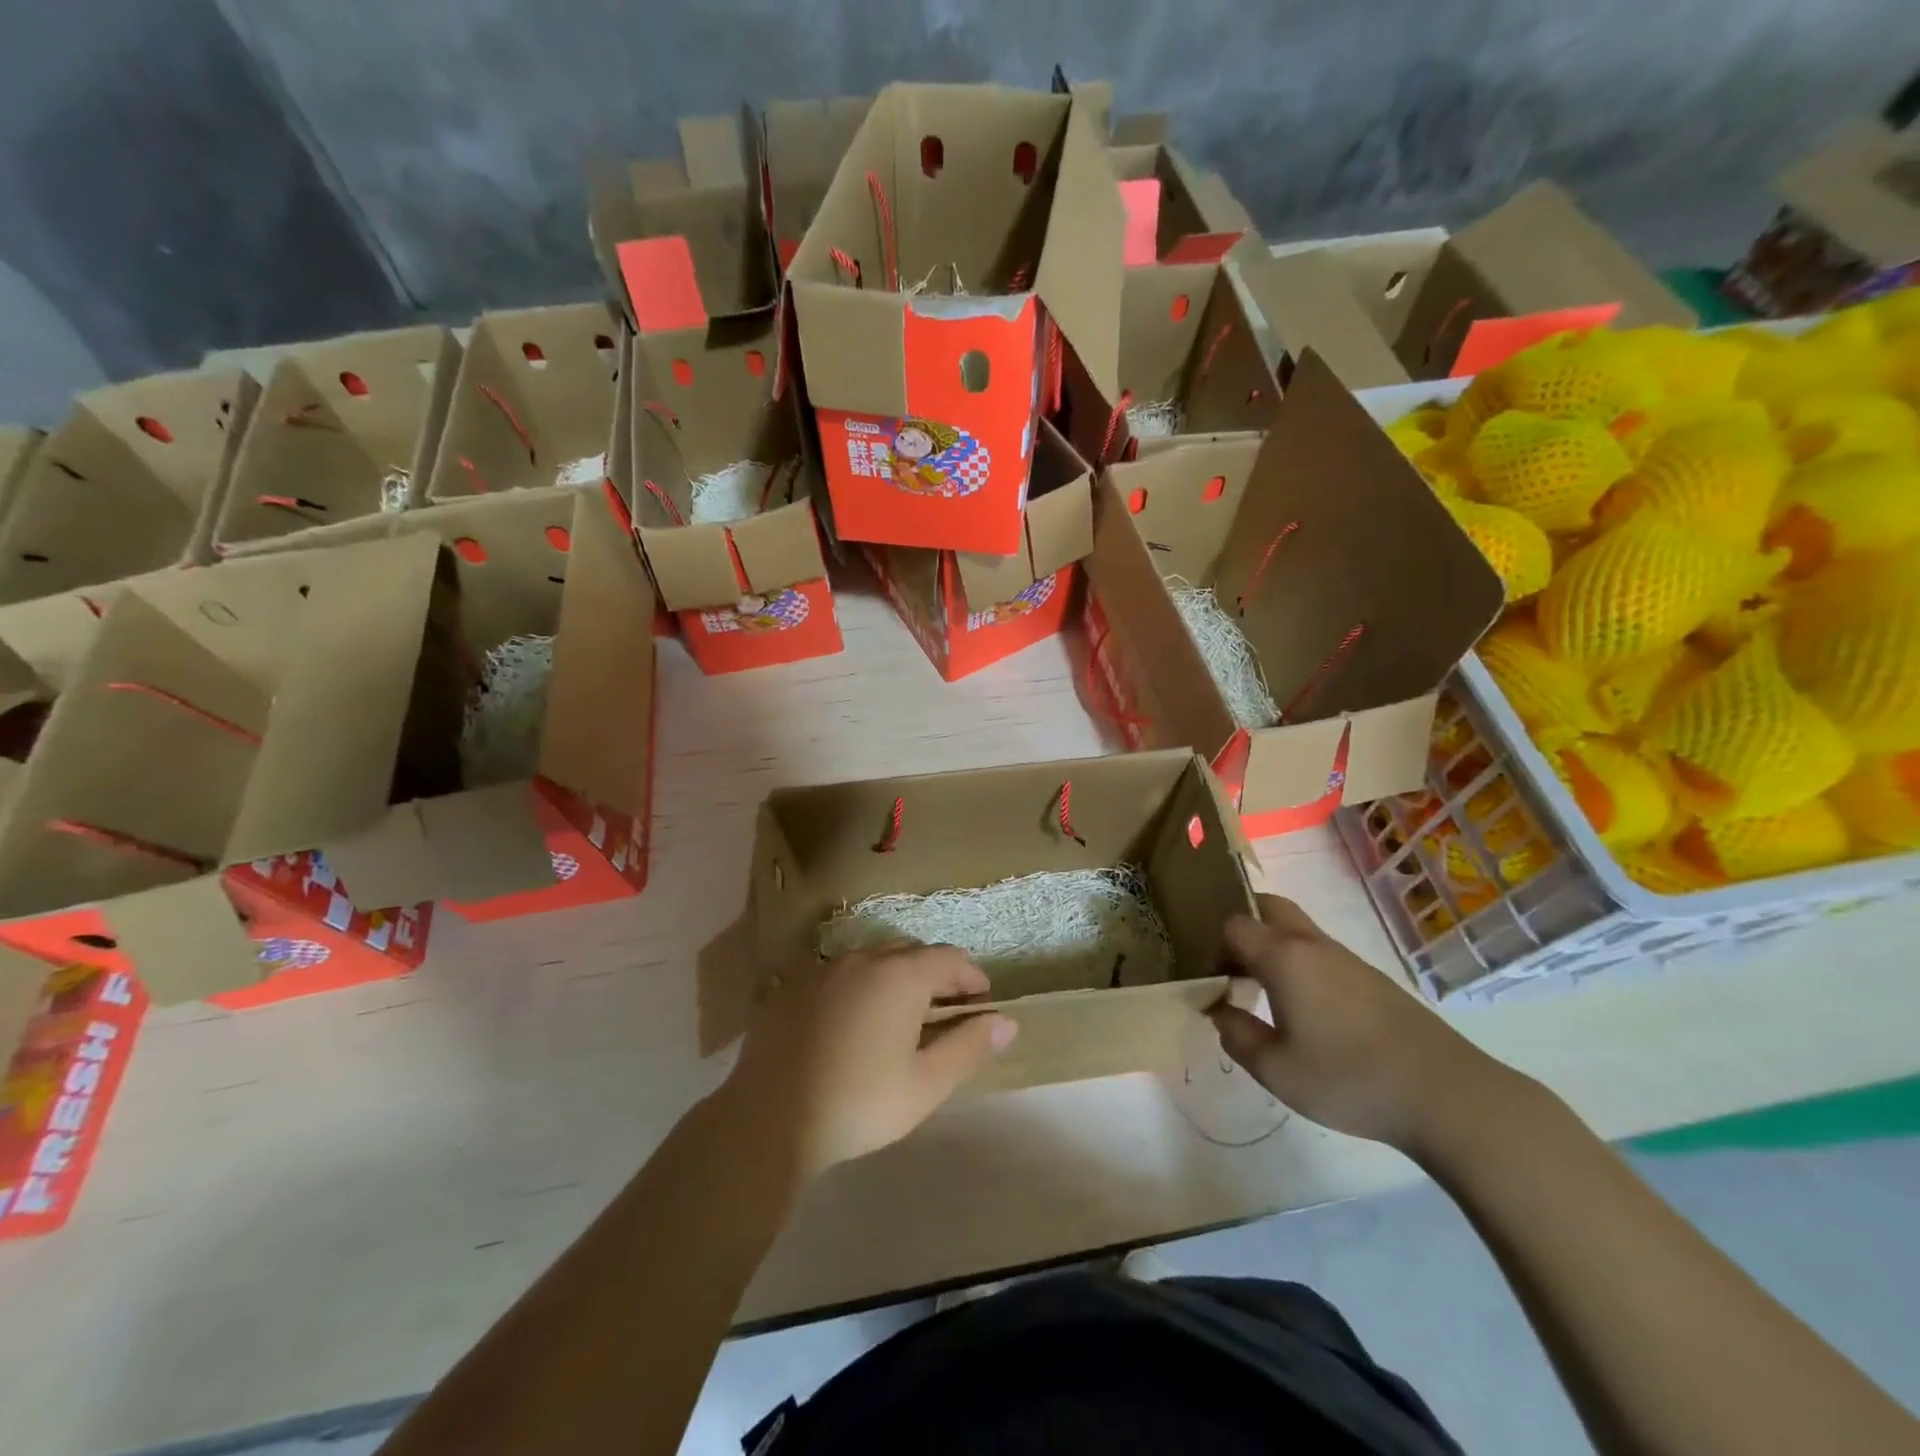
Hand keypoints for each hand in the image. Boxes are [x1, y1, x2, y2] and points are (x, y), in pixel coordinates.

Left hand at [722, 943, 1016, 1178]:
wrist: (768, 1119)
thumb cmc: (859, 1103)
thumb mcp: (925, 1084)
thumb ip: (969, 1046)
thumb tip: (1006, 1021)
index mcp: (900, 975)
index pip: (949, 957)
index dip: (970, 975)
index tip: (981, 1000)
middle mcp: (863, 958)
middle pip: (910, 953)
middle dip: (935, 975)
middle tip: (944, 1010)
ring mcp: (823, 969)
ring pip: (872, 961)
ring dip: (894, 979)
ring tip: (899, 1017)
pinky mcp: (791, 986)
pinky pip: (838, 975)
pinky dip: (858, 988)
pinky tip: (852, 1024)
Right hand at [1210, 895, 1524, 1155]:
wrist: (1445, 1094)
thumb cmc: (1348, 1078)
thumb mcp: (1276, 1069)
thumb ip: (1237, 1035)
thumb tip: (1219, 1011)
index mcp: (1284, 956)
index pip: (1234, 925)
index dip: (1214, 946)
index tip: (1212, 980)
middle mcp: (1313, 945)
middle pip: (1269, 906)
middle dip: (1244, 924)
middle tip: (1232, 966)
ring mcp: (1348, 959)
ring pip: (1298, 930)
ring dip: (1273, 946)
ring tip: (1264, 992)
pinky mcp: (1373, 980)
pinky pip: (1322, 954)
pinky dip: (1301, 964)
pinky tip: (1307, 1010)